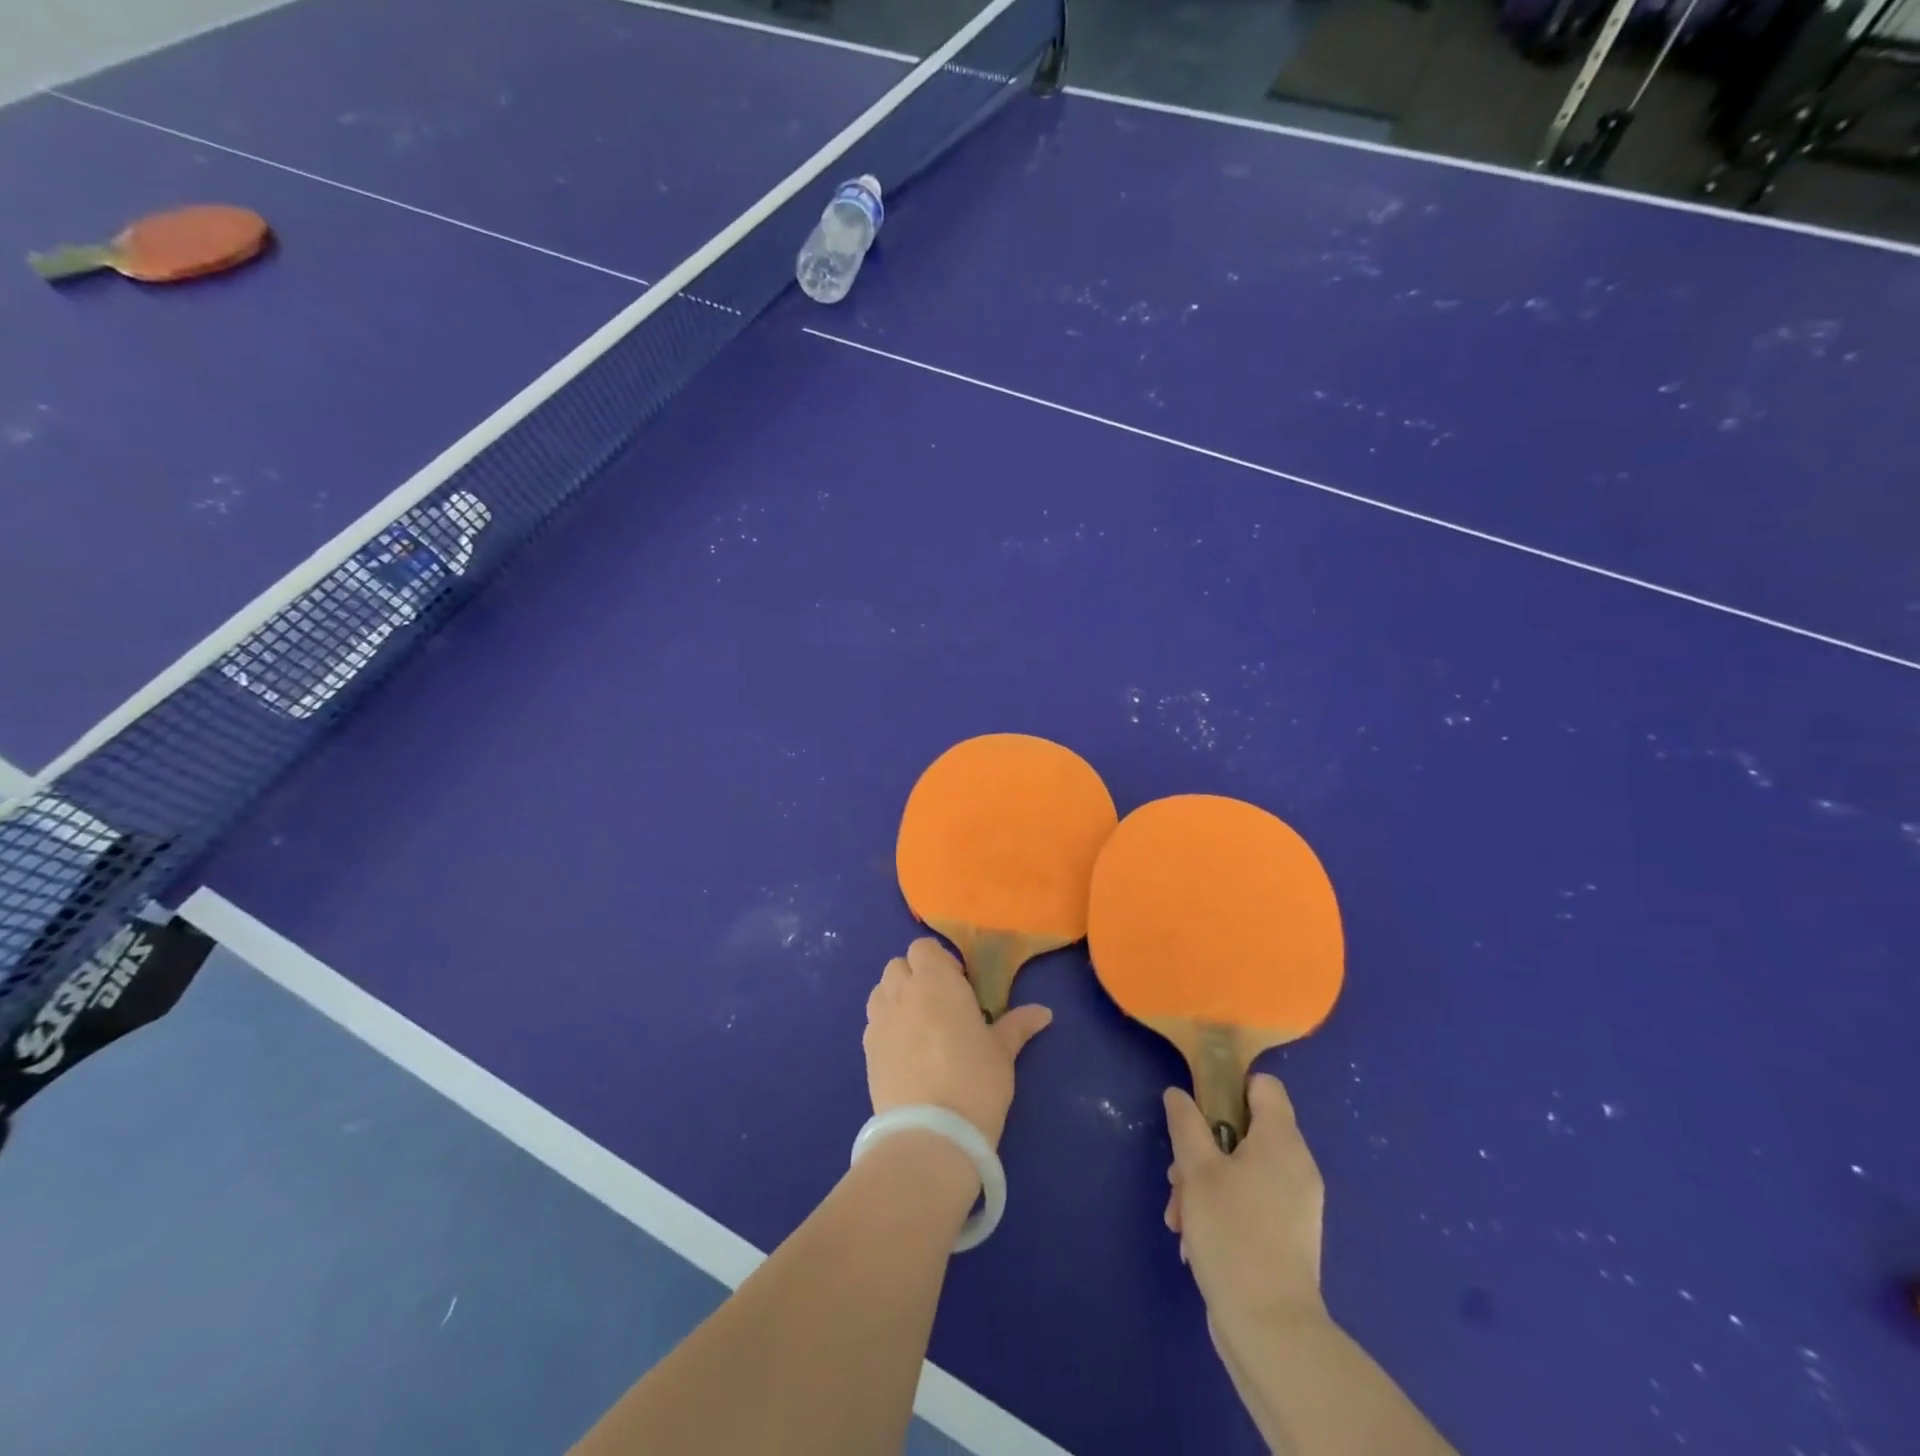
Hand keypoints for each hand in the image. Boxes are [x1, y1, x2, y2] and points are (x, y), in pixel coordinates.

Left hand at [864, 938, 1051, 1147]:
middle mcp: (903, 991)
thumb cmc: (975, 1082)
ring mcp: (880, 1019)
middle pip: (899, 965)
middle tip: (940, 1005)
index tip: (959, 985)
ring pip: (881, 990)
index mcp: (936, 981)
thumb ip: (1018, 1025)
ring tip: (920, 1025)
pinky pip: (873, 1021)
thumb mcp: (1002, 1052)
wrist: (930, 1133)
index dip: (939, 961)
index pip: (924, 948)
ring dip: (897, 997)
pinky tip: (905, 1051)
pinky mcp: (866, 1049)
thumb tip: (1045, 1012)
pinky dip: (886, 1024)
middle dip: (916, 976)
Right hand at [1164, 1073, 1326, 1327]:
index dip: (1229, 1087)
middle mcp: (1297, 1167)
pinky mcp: (1288, 1238)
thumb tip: (1178, 1094)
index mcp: (1282, 1141)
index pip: (1264, 1086)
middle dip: (1203, 1148)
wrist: (1271, 1330)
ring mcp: (1295, 1205)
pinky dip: (1222, 1210)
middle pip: (1244, 1131)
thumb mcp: (1196, 1170)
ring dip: (1205, 1184)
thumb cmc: (1232, 1233)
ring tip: (1179, 1216)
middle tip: (1178, 1175)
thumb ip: (1185, 1123)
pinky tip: (1194, 1239)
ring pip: (1241, 1170)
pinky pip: (1251, 1203)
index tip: (1198, 1110)